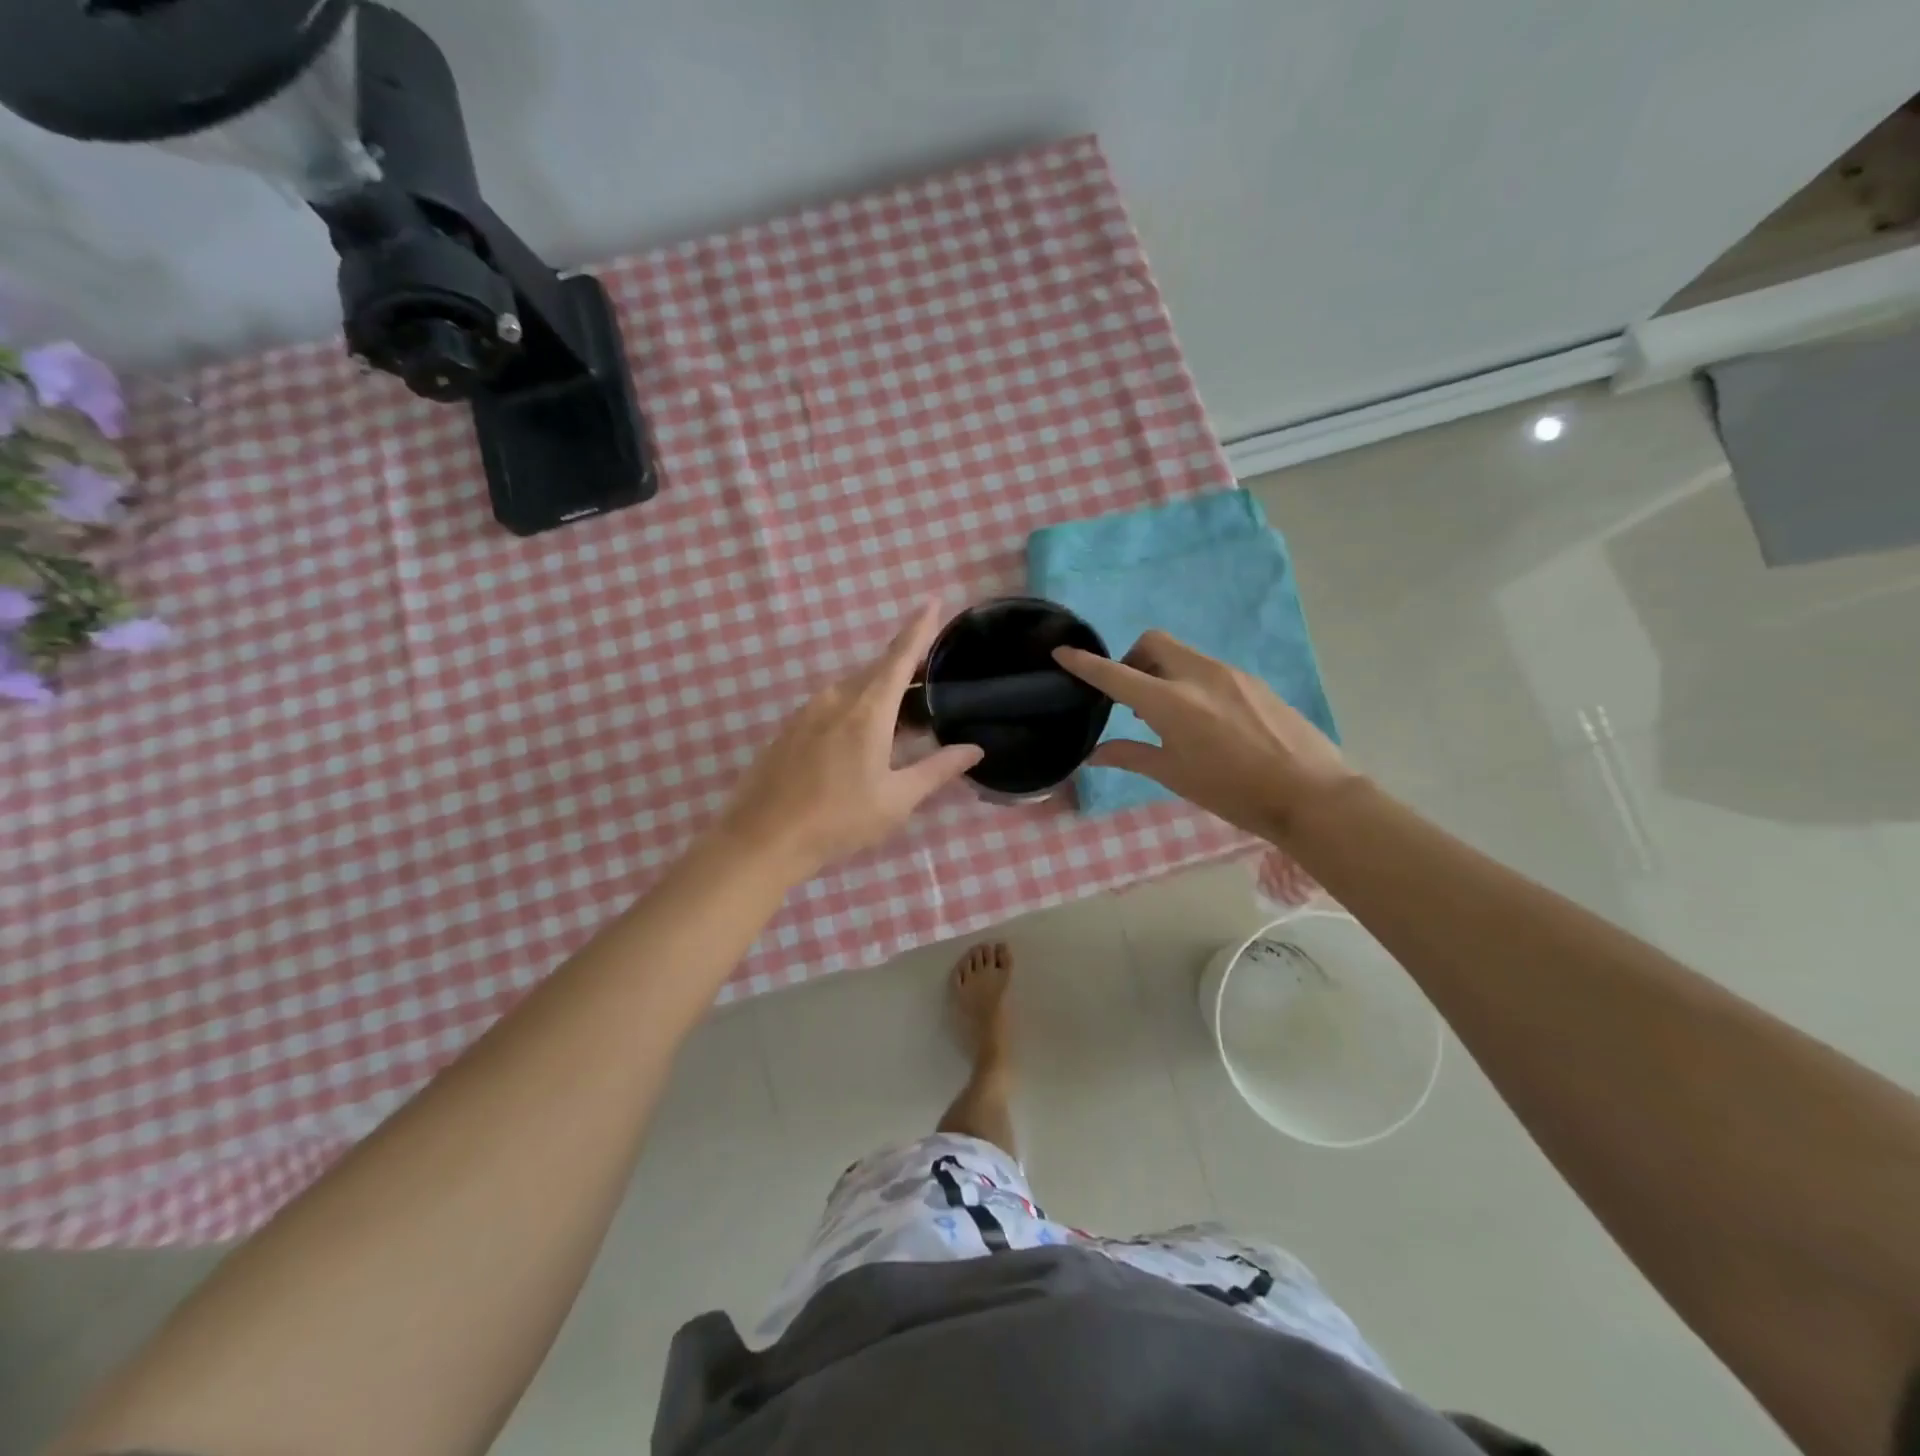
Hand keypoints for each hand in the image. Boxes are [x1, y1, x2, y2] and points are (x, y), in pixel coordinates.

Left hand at [721, 602, 982, 875]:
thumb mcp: (896, 799)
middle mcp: (836, 699)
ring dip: (881, 697)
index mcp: (867, 710)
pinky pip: (832, 705)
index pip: (900, 657)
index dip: (919, 628)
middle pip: (878, 672)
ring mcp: (808, 711)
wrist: (763, 838)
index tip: (933, 600)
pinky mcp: (790, 728)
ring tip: (903, 726)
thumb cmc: (838, 820)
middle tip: (933, 692)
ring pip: (854, 689)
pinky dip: (856, 710)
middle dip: (906, 673)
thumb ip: (937, 769)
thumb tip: (973, 749)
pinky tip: (862, 743)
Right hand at [1054, 631, 1359, 840]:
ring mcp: (1229, 673)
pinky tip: (1202, 717)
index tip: (1062, 652)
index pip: (1116, 674)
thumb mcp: (1175, 776)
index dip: (1085, 663)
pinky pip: (1207, 667)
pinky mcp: (1252, 680)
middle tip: (1131, 696)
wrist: (1308, 793)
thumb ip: (1131, 756)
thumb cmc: (1232, 791)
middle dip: (1131, 658)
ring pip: (1182, 653)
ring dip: (1161, 669)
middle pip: (1152, 642)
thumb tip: (1094, 754)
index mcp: (1171, 703)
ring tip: (1167, 712)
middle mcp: (1198, 676)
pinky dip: (1188, 679)